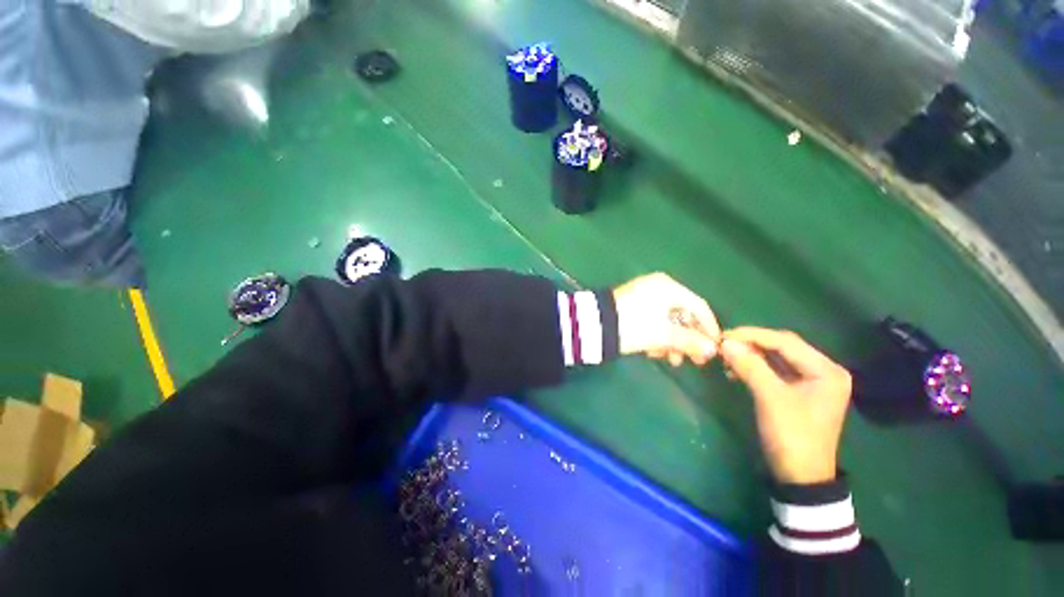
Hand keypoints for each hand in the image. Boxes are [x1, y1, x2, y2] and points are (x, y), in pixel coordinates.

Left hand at [613, 273, 720, 366]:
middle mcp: (658, 287)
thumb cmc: (634, 325)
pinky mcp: (632, 306)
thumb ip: (690, 341)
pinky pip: (653, 320)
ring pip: (667, 320)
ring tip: (667, 359)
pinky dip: (656, 336)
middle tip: (692, 361)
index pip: (699, 306)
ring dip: (671, 341)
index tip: (715, 348)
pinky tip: (652, 351)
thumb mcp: (663, 334)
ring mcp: (643, 295)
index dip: (709, 328)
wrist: (595, 324)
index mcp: (668, 287)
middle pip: (683, 315)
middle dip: (687, 340)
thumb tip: (712, 350)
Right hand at [719, 328, 851, 485]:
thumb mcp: (770, 398)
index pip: (786, 342)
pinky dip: (754, 367)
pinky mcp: (798, 391)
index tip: (724, 335)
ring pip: (776, 358)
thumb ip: (750, 366)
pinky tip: (736, 371)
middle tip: (723, 344)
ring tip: (727, 358)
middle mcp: (822, 371)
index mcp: (826, 370)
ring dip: (750, 355)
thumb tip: (726, 343)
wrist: (800, 476)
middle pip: (782, 347)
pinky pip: (774, 370)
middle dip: (751, 344)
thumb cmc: (792, 435)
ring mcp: (811, 381)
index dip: (753, 336)